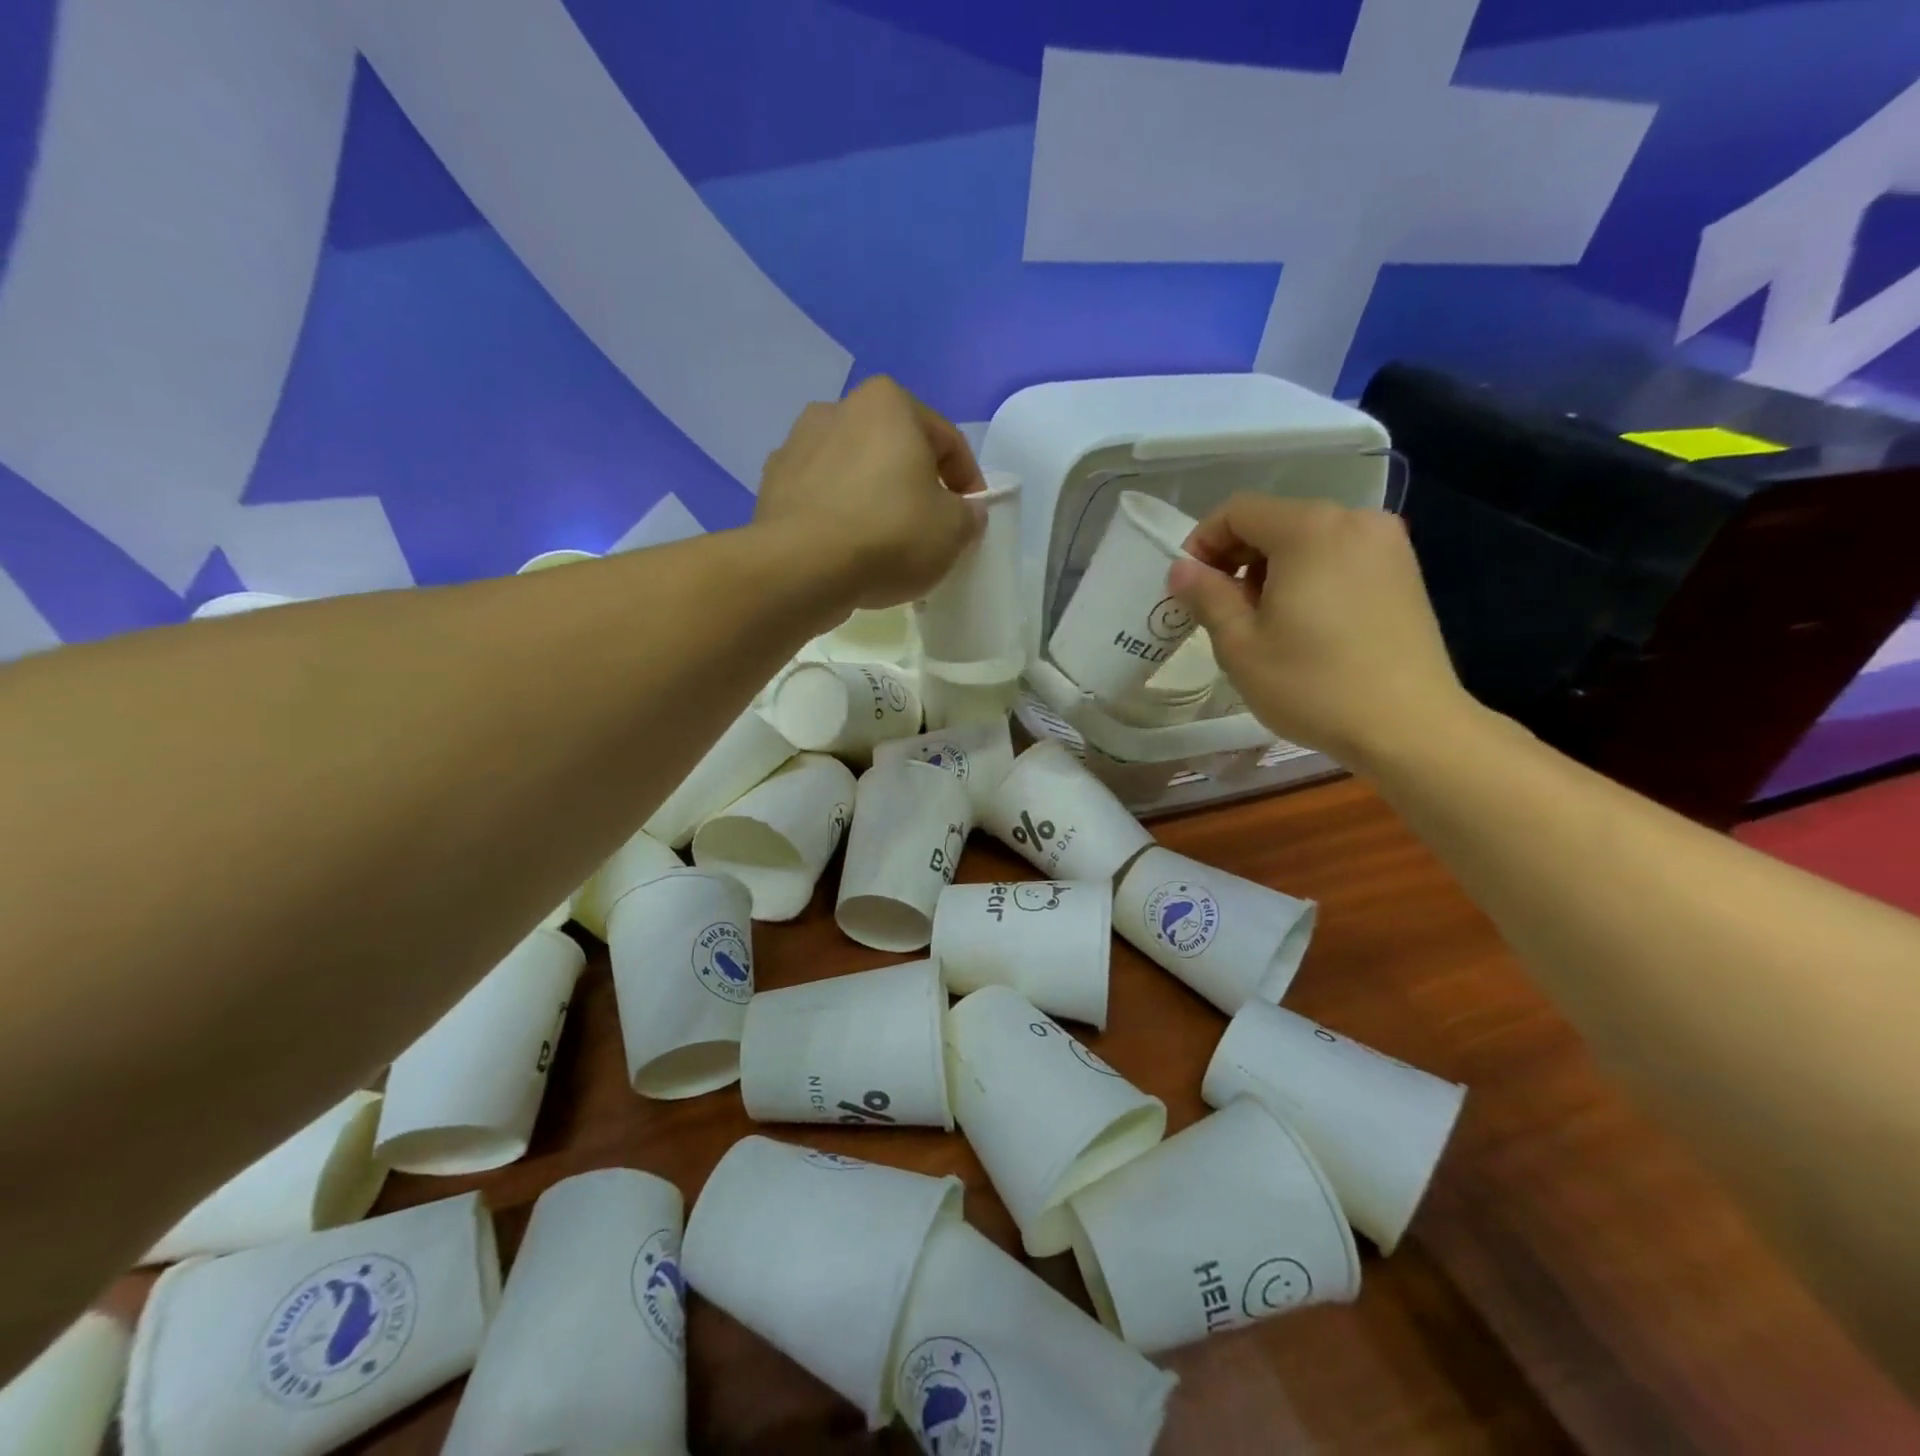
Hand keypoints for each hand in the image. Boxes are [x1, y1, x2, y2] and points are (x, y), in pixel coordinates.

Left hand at [755, 377, 986, 608]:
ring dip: (874, 498)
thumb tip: (964, 512)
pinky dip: (838, 515)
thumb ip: (969, 514)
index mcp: (889, 402)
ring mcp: (797, 444)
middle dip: (916, 485)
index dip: (968, 481)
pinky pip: (821, 497)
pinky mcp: (772, 484)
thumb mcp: (954, 530)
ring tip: (884, 544)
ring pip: (855, 472)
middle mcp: (839, 408)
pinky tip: (846, 550)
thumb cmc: (889, 535)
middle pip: (896, 451)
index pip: (947, 440)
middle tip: (929, 529)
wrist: (801, 568)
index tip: (971, 517)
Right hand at [1166, 495, 1473, 772]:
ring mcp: (1387, 544)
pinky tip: (1306, 623)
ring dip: (1273, 569)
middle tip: (1222, 609)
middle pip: (1275, 520)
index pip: (1238, 510)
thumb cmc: (1313, 684)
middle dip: (1238, 557)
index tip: (1190, 587)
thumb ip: (1206, 596)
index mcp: (1309, 529)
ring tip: (1264, 622)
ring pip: (1308, 539)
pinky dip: (1309, 576)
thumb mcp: (1240, 644)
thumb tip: (1181, 569)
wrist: (1409, 726)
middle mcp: (1353, 520)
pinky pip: (1340, 556)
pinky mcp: (1404, 571)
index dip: (1202, 542)